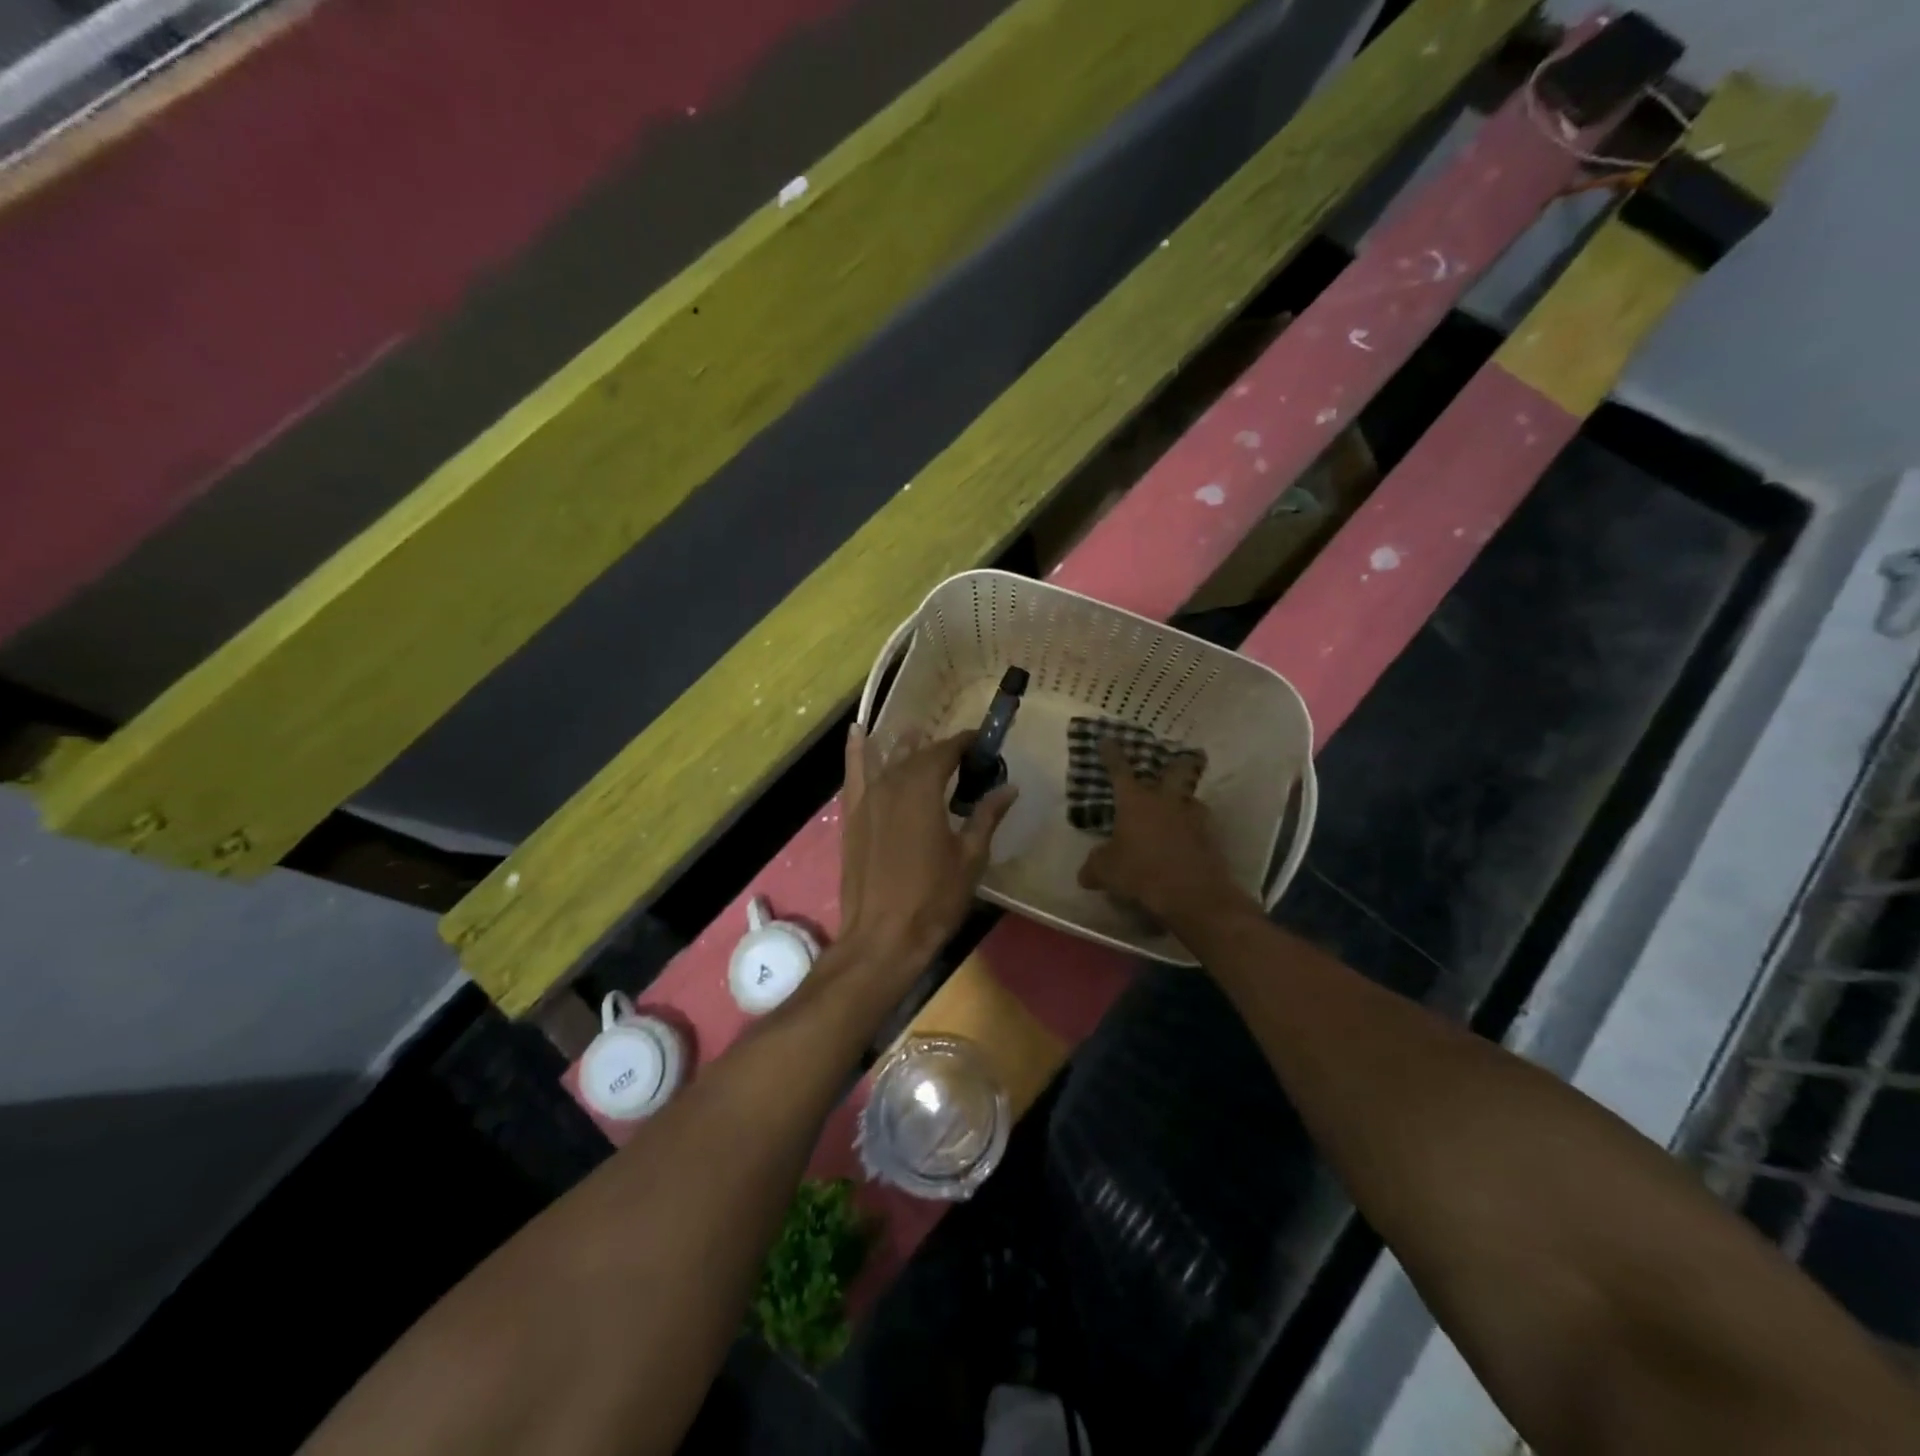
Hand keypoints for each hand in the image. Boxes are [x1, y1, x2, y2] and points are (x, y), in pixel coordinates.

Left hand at [838, 725, 1015, 974]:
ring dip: (904, 746)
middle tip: (963, 754)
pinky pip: (853, 774)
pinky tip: (857, 732)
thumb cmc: (934, 898)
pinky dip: (856, 752)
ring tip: (917, 733)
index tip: (984, 741)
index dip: (966, 742)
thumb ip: (986, 816)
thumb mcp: (970, 857)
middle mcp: (892, 783)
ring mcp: (866, 799)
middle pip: (918, 755)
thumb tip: (1009, 787)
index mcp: (923, 789)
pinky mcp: (851, 816)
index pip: (947, 751)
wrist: (883, 936)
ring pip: (887, 760)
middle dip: (941, 749)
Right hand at [1078, 737, 1256, 931]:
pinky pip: (1200, 825)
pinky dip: (1194, 828)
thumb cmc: (1140, 872)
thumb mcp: (1106, 871)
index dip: (1112, 754)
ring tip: (1181, 806)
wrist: (1191, 892)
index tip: (1108, 739)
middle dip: (1178, 760)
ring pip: (1192, 797)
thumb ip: (1095, 866)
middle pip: (1176, 770)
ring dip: (1186, 798)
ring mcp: (1191, 817)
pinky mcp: (1209, 837)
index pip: (1119, 770)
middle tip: (1183, 755)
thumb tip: (1086, 873)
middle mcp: (1165, 800)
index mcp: (1135, 801)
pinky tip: (1187, 838)